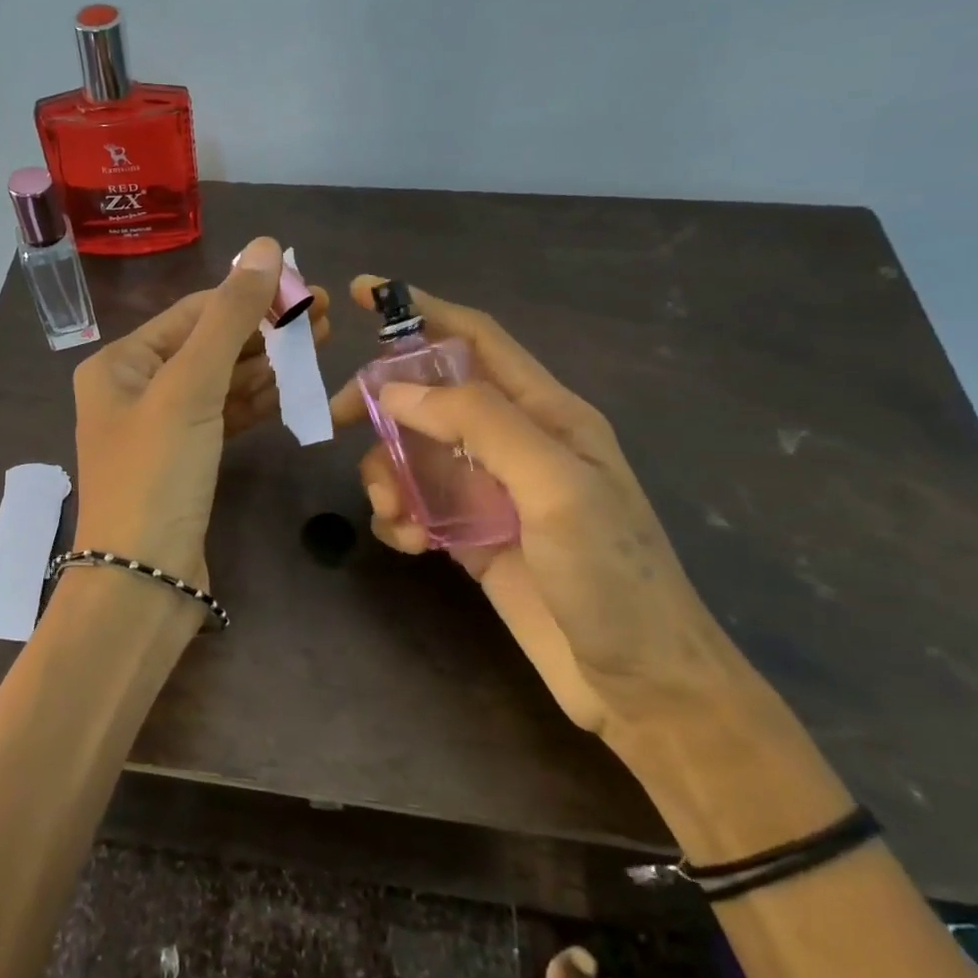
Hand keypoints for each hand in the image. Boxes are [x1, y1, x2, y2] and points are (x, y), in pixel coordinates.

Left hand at [72, 237, 329, 590]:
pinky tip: (292, 386)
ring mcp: (161, 428)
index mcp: (120, 364)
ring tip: (319, 343)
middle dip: (263, 329)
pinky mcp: (186, 461)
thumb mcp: (190, 387)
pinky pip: (224, 418)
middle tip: (323, 314)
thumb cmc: (156, 474)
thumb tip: (265, 246)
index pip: (192, 313)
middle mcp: (134, 389)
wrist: (142, 581)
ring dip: (266, 364)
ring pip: (220, 382)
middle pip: (208, 345)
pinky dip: (256, 402)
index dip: (248, 296)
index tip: (304, 286)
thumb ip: (229, 317)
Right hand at [329, 277, 745, 742]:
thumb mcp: (556, 487)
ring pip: (411, 452)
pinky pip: (413, 504)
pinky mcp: (468, 534)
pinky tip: (407, 544)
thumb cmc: (611, 577)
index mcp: (545, 413)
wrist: (639, 686)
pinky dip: (396, 516)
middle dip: (382, 401)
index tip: (365, 291)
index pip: (475, 339)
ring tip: (392, 514)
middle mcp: (512, 442)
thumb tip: (398, 390)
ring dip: (385, 473)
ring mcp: (487, 490)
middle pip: (429, 395)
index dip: (422, 309)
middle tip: (339, 419)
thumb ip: (481, 424)